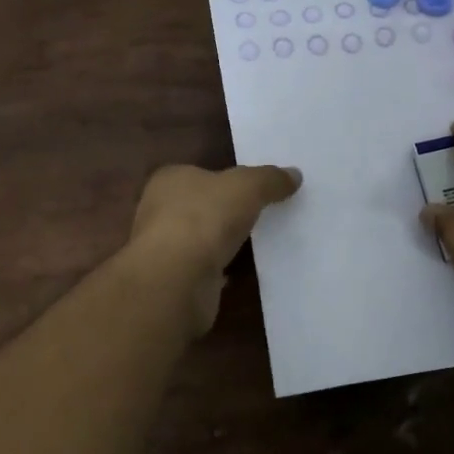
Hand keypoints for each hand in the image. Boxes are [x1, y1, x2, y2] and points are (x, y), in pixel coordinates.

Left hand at [126, 163, 301, 332]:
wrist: (176, 279)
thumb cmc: (205, 218)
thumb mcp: (247, 187)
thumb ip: (270, 179)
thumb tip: (294, 174)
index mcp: (170, 180)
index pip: (199, 173)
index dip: (224, 179)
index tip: (251, 188)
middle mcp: (159, 210)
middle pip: (199, 205)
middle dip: (224, 211)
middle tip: (259, 214)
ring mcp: (163, 248)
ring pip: (200, 239)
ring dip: (221, 242)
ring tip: (256, 243)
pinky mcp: (172, 280)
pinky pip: (202, 269)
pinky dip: (218, 270)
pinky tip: (240, 272)